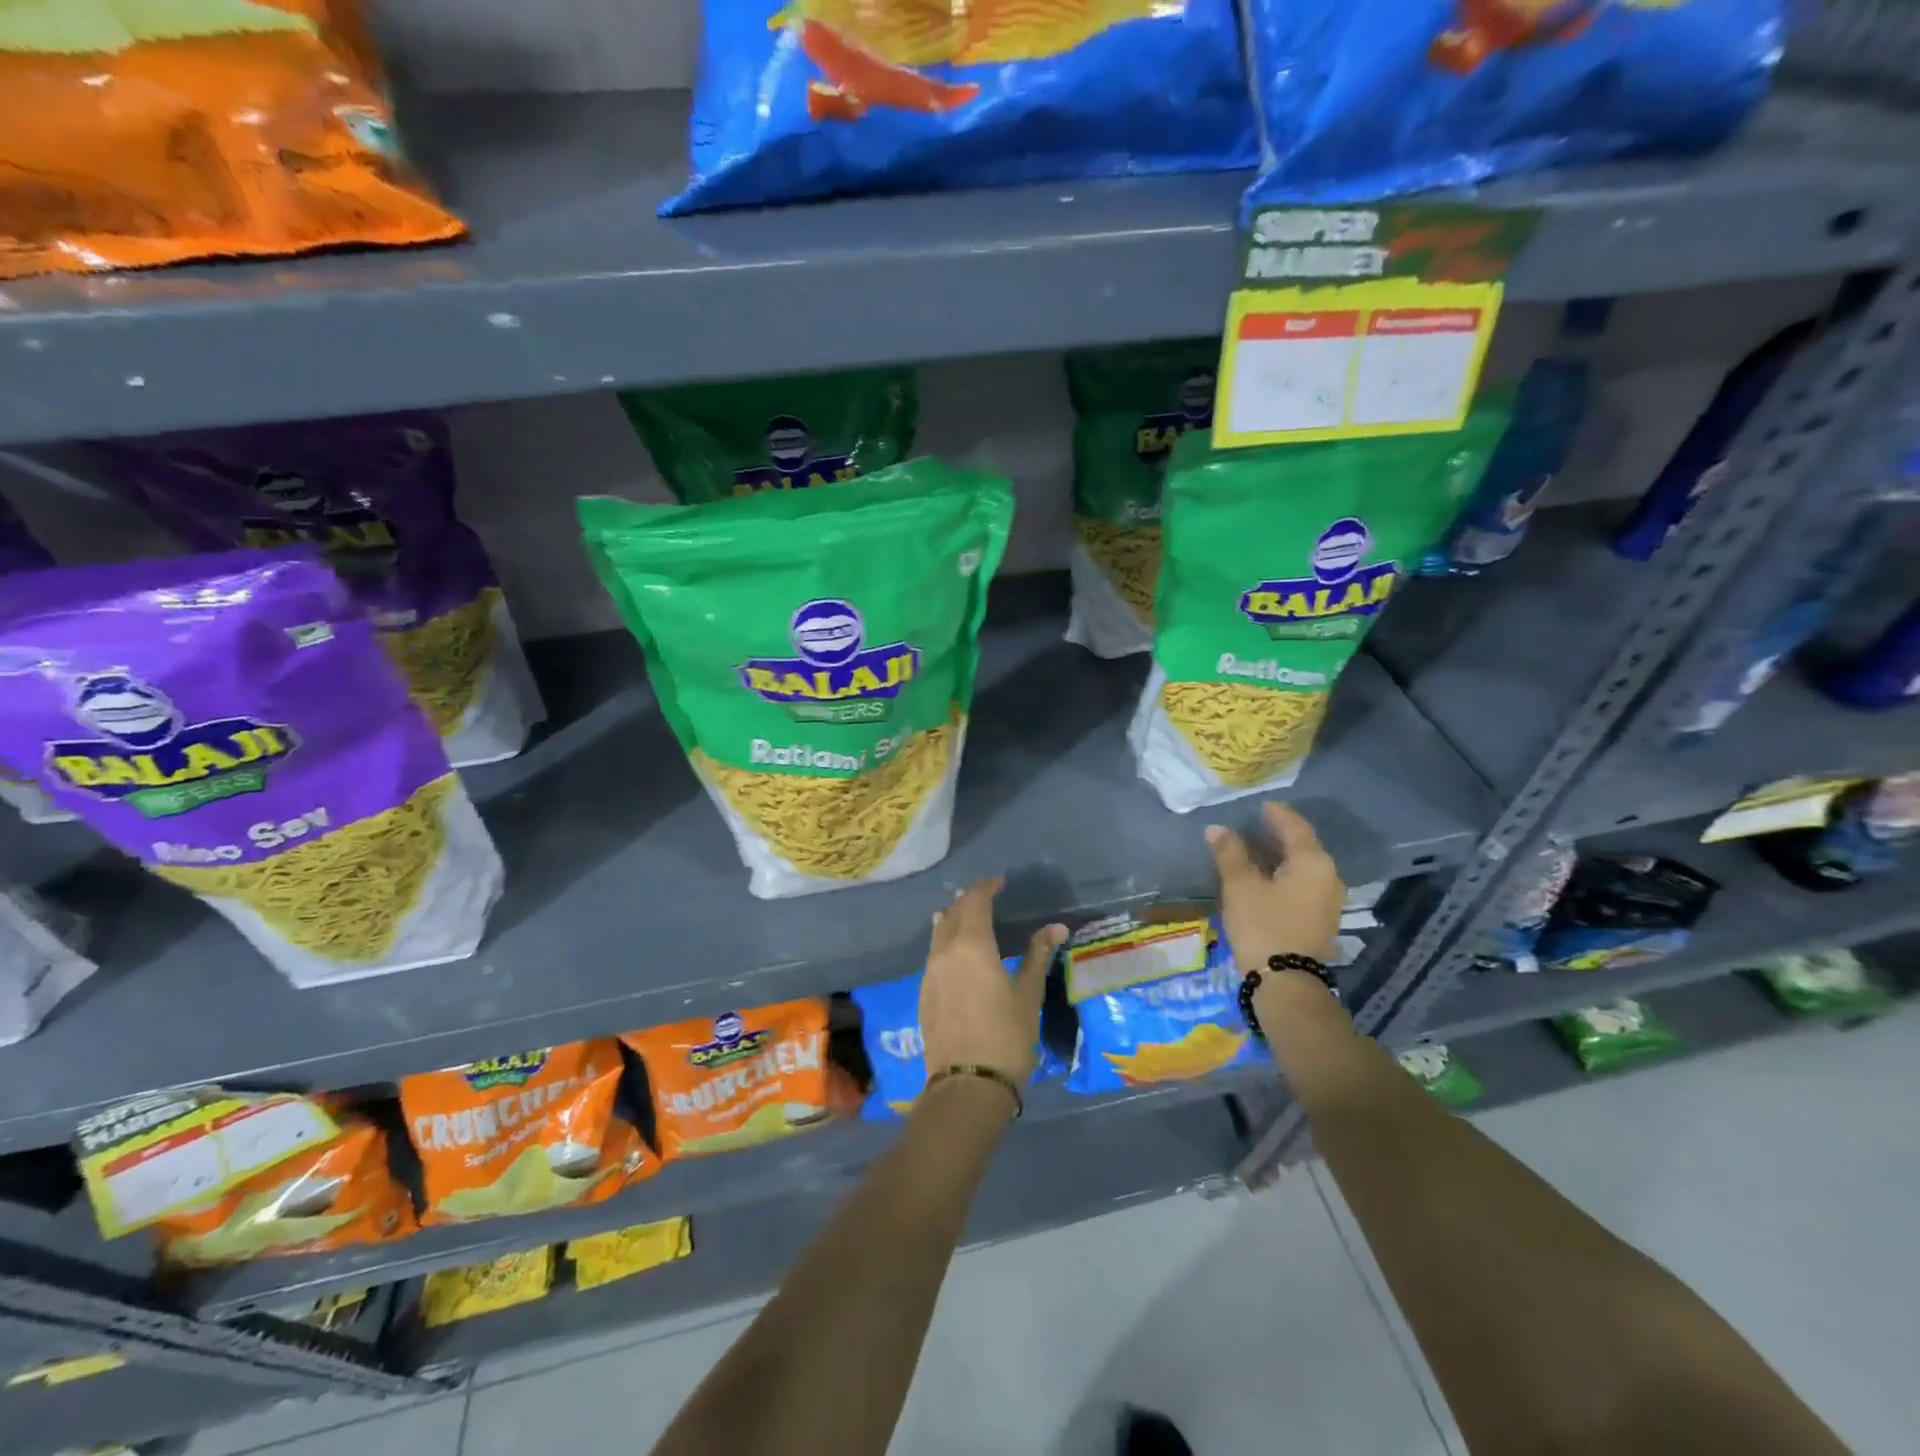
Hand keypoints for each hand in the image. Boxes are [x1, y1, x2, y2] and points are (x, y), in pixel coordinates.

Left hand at [921, 877, 1065, 1085]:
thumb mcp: (1028, 994)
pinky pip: (934, 954)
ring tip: (969, 917)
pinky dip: (945, 942)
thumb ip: (1038, 955)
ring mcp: (930, 973)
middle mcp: (944, 952)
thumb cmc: (1006, 1036)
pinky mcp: (924, 993)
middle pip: (953, 913)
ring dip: (953, 919)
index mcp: (971, 945)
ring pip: (938, 932)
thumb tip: (1056, 927)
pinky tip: (957, 953)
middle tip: (987, 895)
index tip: (1000, 882)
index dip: (986, 887)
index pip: (974, 901)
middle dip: (968, 900)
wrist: (967, 1086)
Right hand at [1205, 802, 1344, 970]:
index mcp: (1313, 862)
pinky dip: (1282, 874)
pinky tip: (1263, 877)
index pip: (1295, 826)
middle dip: (1277, 834)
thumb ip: (1230, 853)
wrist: (1286, 982)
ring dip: (1278, 856)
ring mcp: (1327, 900)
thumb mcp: (1241, 886)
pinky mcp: (1319, 919)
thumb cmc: (1263, 925)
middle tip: (1252, 824)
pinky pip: (1301, 884)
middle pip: (1302, 846)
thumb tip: (1217, 829)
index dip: (1276, 813)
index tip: (1260, 805)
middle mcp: (1327, 876)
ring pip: (1301, 867)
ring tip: (1252, 849)